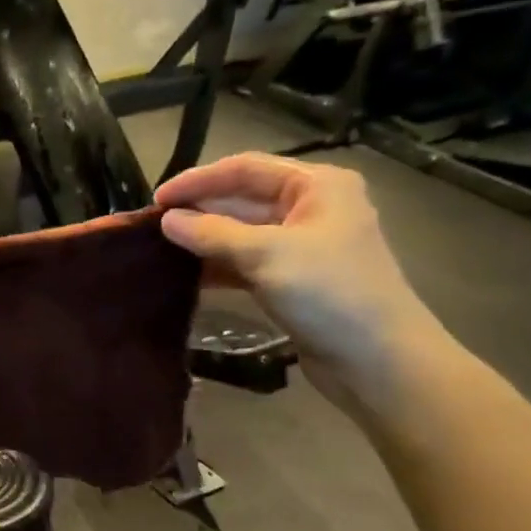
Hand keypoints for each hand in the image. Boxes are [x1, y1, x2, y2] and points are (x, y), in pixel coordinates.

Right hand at [155, 154, 449, 412]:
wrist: (377, 361)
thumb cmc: (329, 294)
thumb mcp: (266, 255)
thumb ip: (212, 233)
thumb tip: (167, 220)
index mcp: (317, 186)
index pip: (245, 169)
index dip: (198, 180)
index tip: (157, 199)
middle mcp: (311, 208)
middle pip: (243, 199)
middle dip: (200, 210)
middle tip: (152, 225)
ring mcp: (303, 246)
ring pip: (242, 233)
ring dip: (205, 240)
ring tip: (161, 249)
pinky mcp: (293, 280)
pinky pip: (247, 263)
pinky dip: (219, 267)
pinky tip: (187, 276)